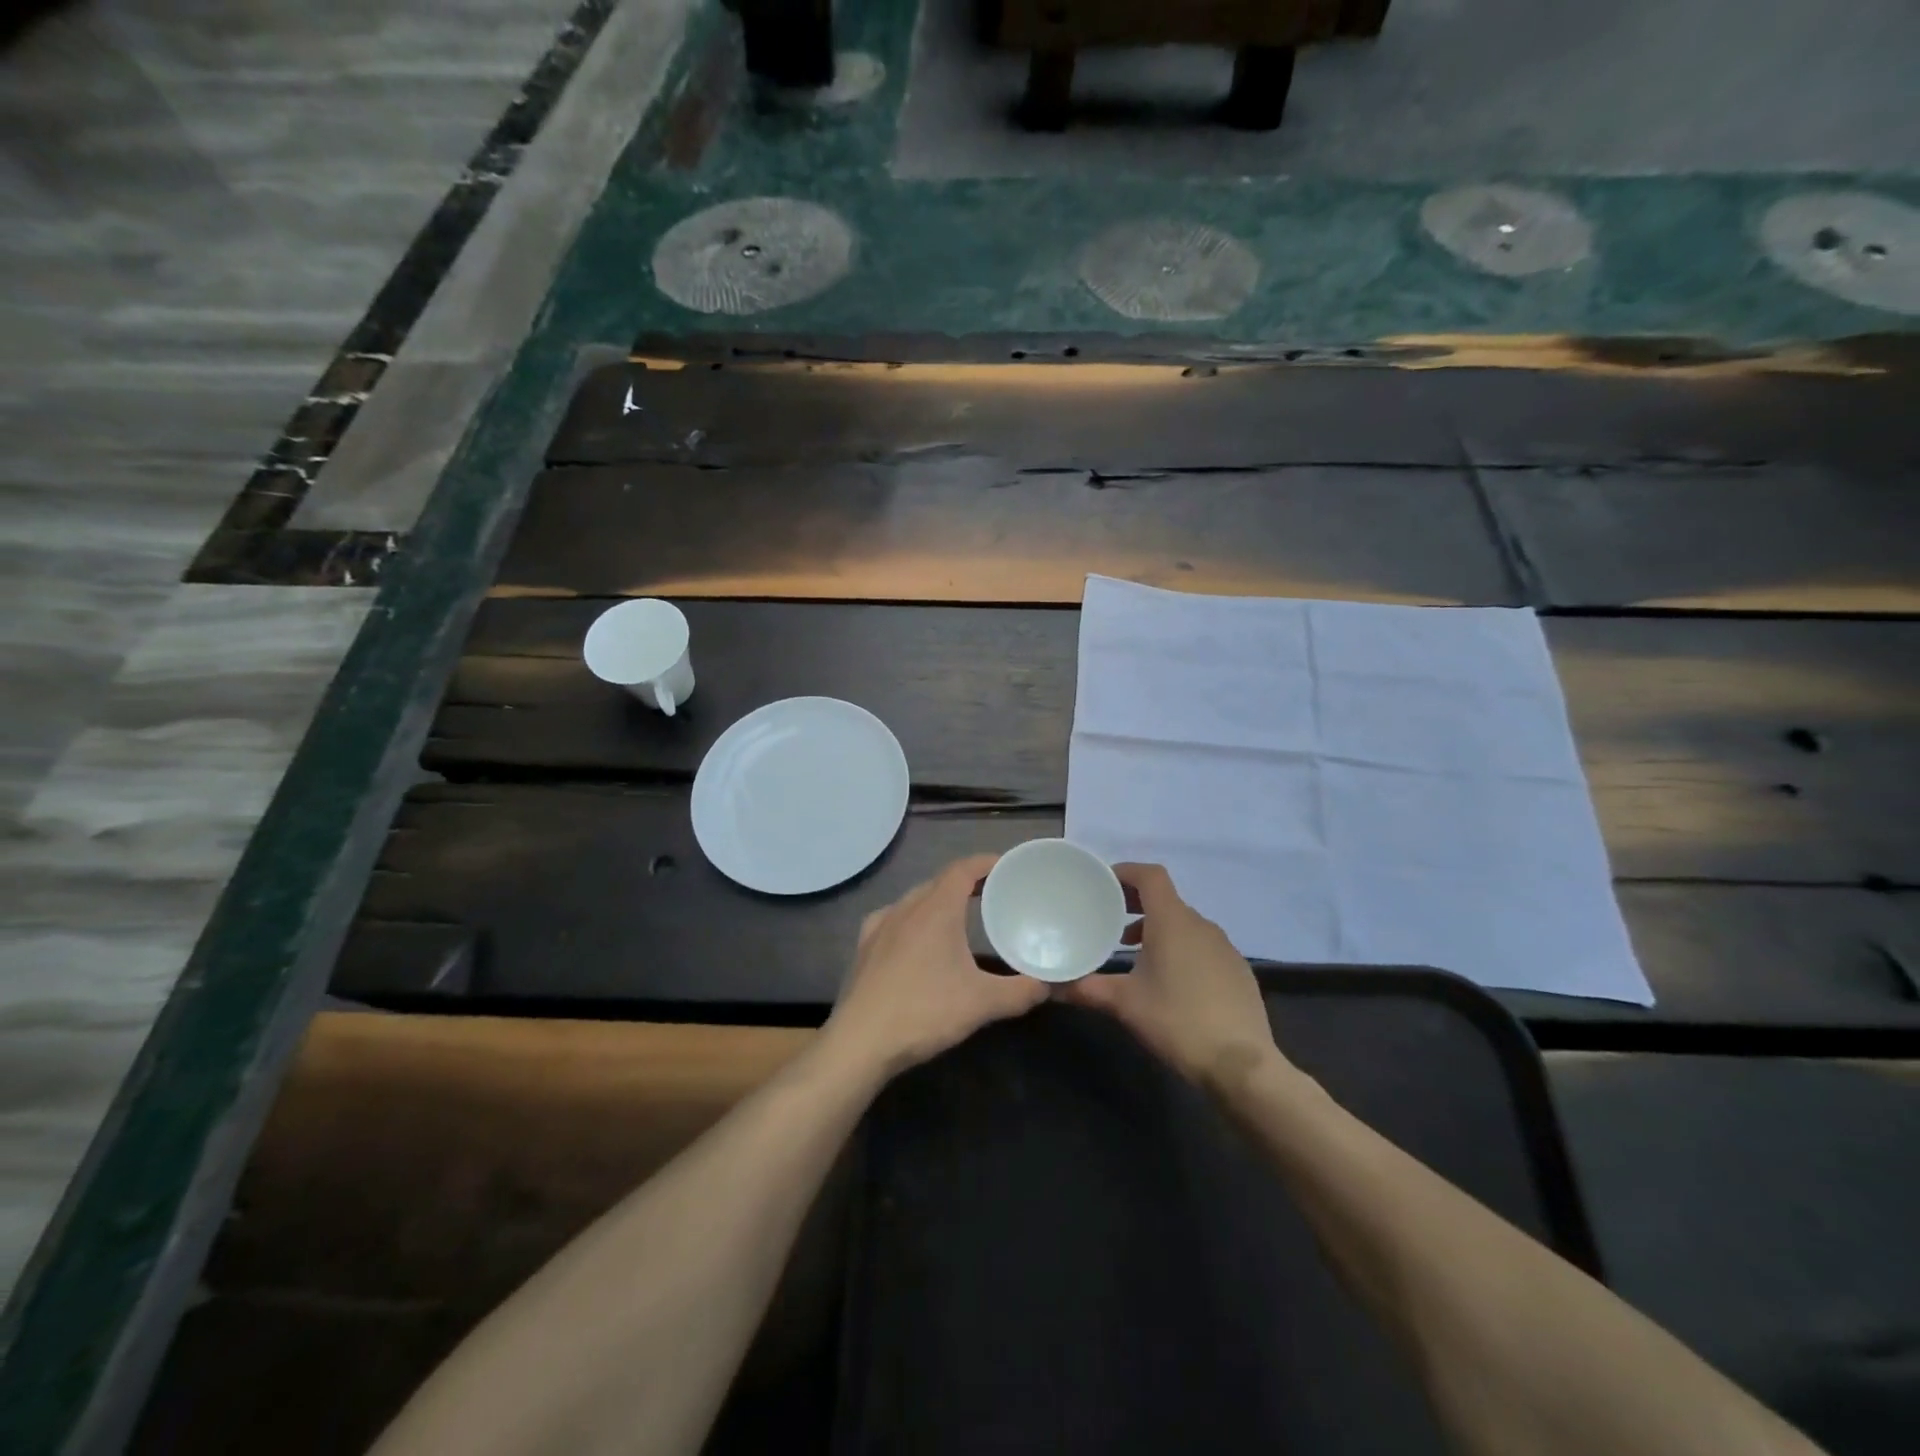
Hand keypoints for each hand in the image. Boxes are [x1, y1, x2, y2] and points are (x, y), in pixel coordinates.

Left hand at [820, 854, 1047, 1080]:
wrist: (861, 1042)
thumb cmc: (924, 1012)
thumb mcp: (982, 1003)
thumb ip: (1020, 991)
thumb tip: (1047, 985)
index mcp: (936, 910)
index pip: (963, 869)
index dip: (986, 862)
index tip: (1007, 866)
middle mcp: (905, 908)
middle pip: (940, 882)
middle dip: (966, 883)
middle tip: (992, 894)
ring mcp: (880, 926)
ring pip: (915, 899)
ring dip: (939, 900)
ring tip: (959, 915)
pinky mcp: (864, 947)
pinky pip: (893, 918)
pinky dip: (912, 919)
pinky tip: (915, 938)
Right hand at [1061, 863, 1282, 1086]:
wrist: (1241, 1064)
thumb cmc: (1177, 1021)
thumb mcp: (1124, 1004)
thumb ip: (1086, 989)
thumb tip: (1051, 987)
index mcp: (1173, 922)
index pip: (1151, 876)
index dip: (1127, 872)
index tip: (1104, 883)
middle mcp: (1201, 925)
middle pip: (1166, 899)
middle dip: (1136, 903)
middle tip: (1110, 920)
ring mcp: (1225, 947)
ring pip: (1185, 924)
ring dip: (1158, 928)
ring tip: (1135, 952)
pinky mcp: (1238, 970)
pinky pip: (1203, 946)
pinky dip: (1181, 948)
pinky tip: (1171, 981)